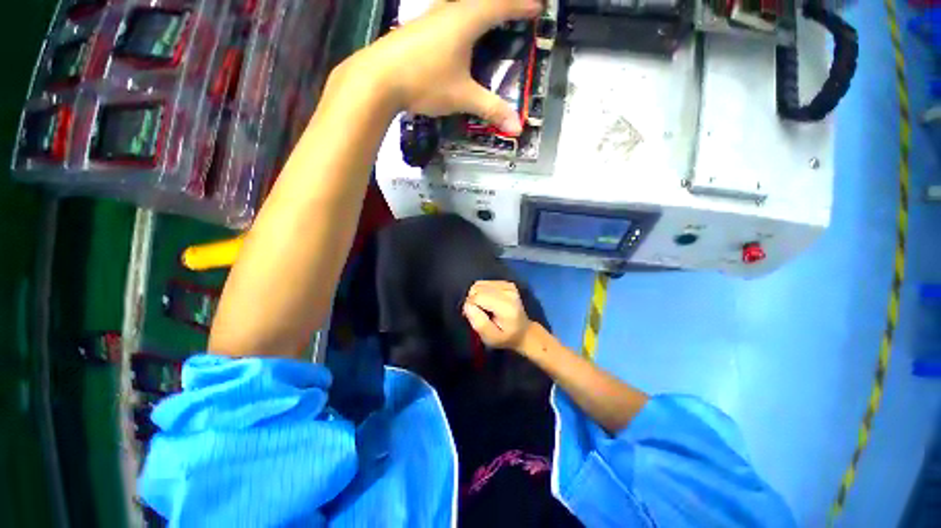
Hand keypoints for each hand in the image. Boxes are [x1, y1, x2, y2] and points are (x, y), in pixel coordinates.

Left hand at [339, 0, 541, 133]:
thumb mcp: (463, 97)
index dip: (522, 6)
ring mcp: (430, 15)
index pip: (501, 6)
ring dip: (478, 7)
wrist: (378, 78)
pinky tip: (456, 29)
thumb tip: (517, 127)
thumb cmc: (425, 81)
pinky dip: (461, 15)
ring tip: (490, 16)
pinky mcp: (417, 27)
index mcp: (466, 19)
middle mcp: (449, 9)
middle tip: (515, 10)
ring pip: (460, 2)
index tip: (538, 7)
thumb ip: (491, 109)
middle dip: (502, 3)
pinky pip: (446, 13)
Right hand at [463, 280, 532, 350]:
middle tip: (477, 313)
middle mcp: (509, 292)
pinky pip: (484, 283)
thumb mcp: (491, 338)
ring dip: (476, 295)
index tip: (473, 317)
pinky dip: (481, 292)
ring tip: (483, 308)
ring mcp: (508, 286)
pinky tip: (488, 301)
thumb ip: (479, 323)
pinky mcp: (506, 283)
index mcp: (506, 306)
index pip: (478, 297)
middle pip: (477, 288)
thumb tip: (467, 305)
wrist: (523, 332)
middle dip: (472, 300)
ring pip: (479, 284)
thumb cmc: (505, 337)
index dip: (471, 307)